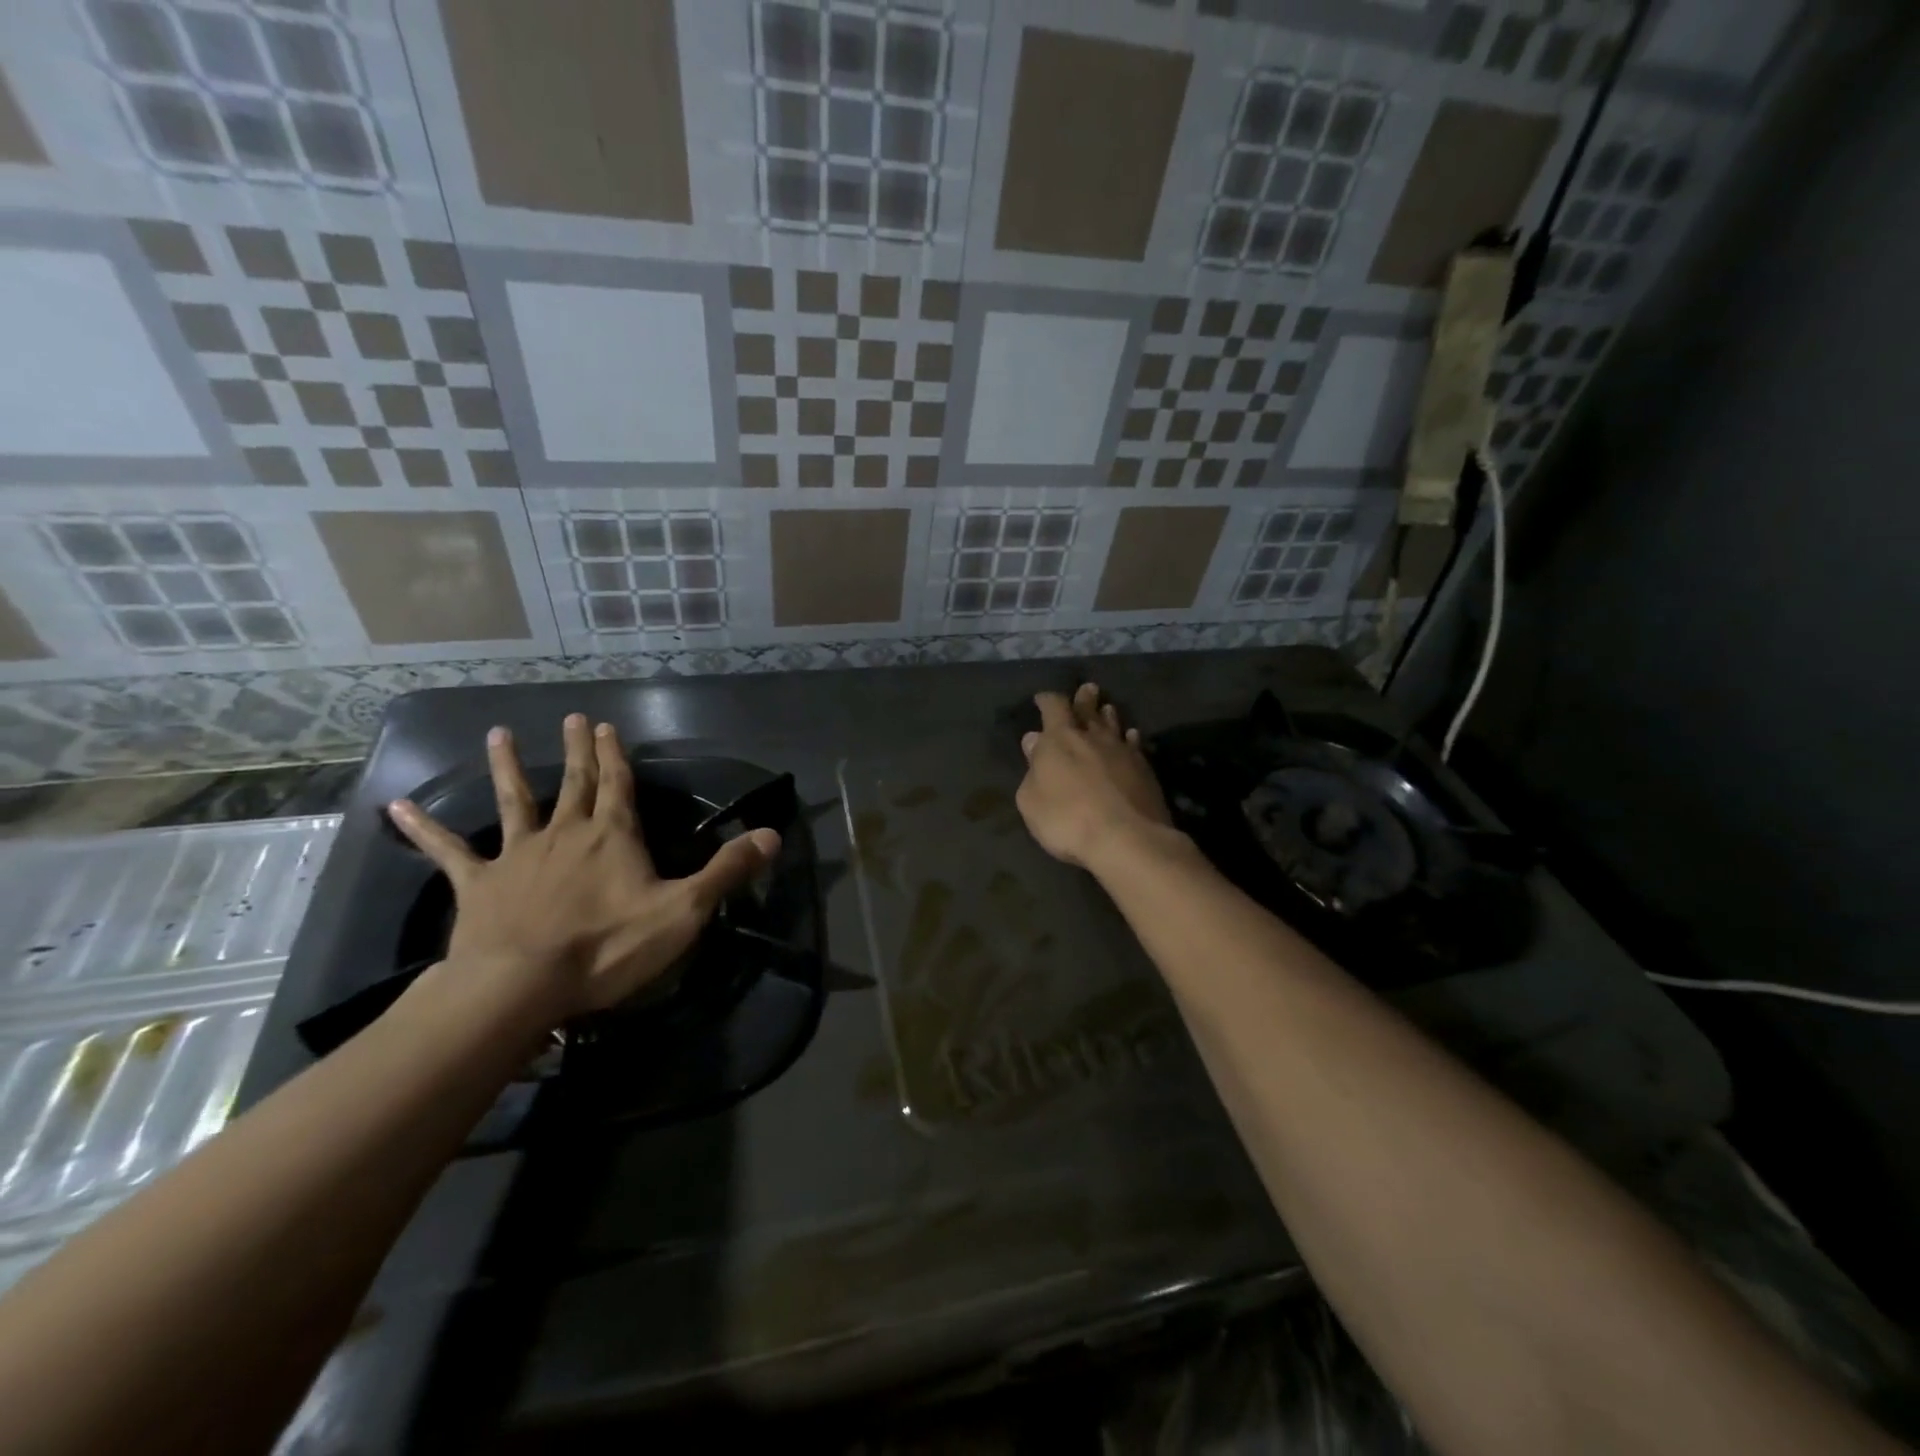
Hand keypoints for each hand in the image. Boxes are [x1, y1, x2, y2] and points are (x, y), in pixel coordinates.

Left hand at [386, 714, 778, 1021]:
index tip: (608, 725)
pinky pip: (448, 852)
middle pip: (573, 782)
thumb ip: (726, 871)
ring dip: (509, 768)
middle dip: (577, 750)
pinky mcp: (479, 885)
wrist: (521, 987)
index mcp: (612, 837)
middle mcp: (565, 833)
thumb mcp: (683, 912)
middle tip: (573, 718)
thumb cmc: (607, 948)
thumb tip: (773, 834)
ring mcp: (517, 856)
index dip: (616, 755)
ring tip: (499, 735)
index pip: (617, 785)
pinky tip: (395, 807)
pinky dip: (423, 829)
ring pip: (514, 802)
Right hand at [1015, 683, 1175, 872]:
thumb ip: (1032, 768)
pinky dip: (1129, 738)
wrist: (1126, 839)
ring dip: (1108, 715)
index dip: (1047, 700)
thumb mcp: (1031, 799)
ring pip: (1114, 724)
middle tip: (1087, 689)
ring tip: (1107, 708)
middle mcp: (1092, 737)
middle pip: (1088, 709)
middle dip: (1084, 699)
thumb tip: (1035, 740)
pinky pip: (1134, 744)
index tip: (1042, 698)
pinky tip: (1131, 737)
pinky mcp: (1145, 769)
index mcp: (1060, 739)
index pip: (1053, 707)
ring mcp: (1122, 751)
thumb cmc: (1066, 819)